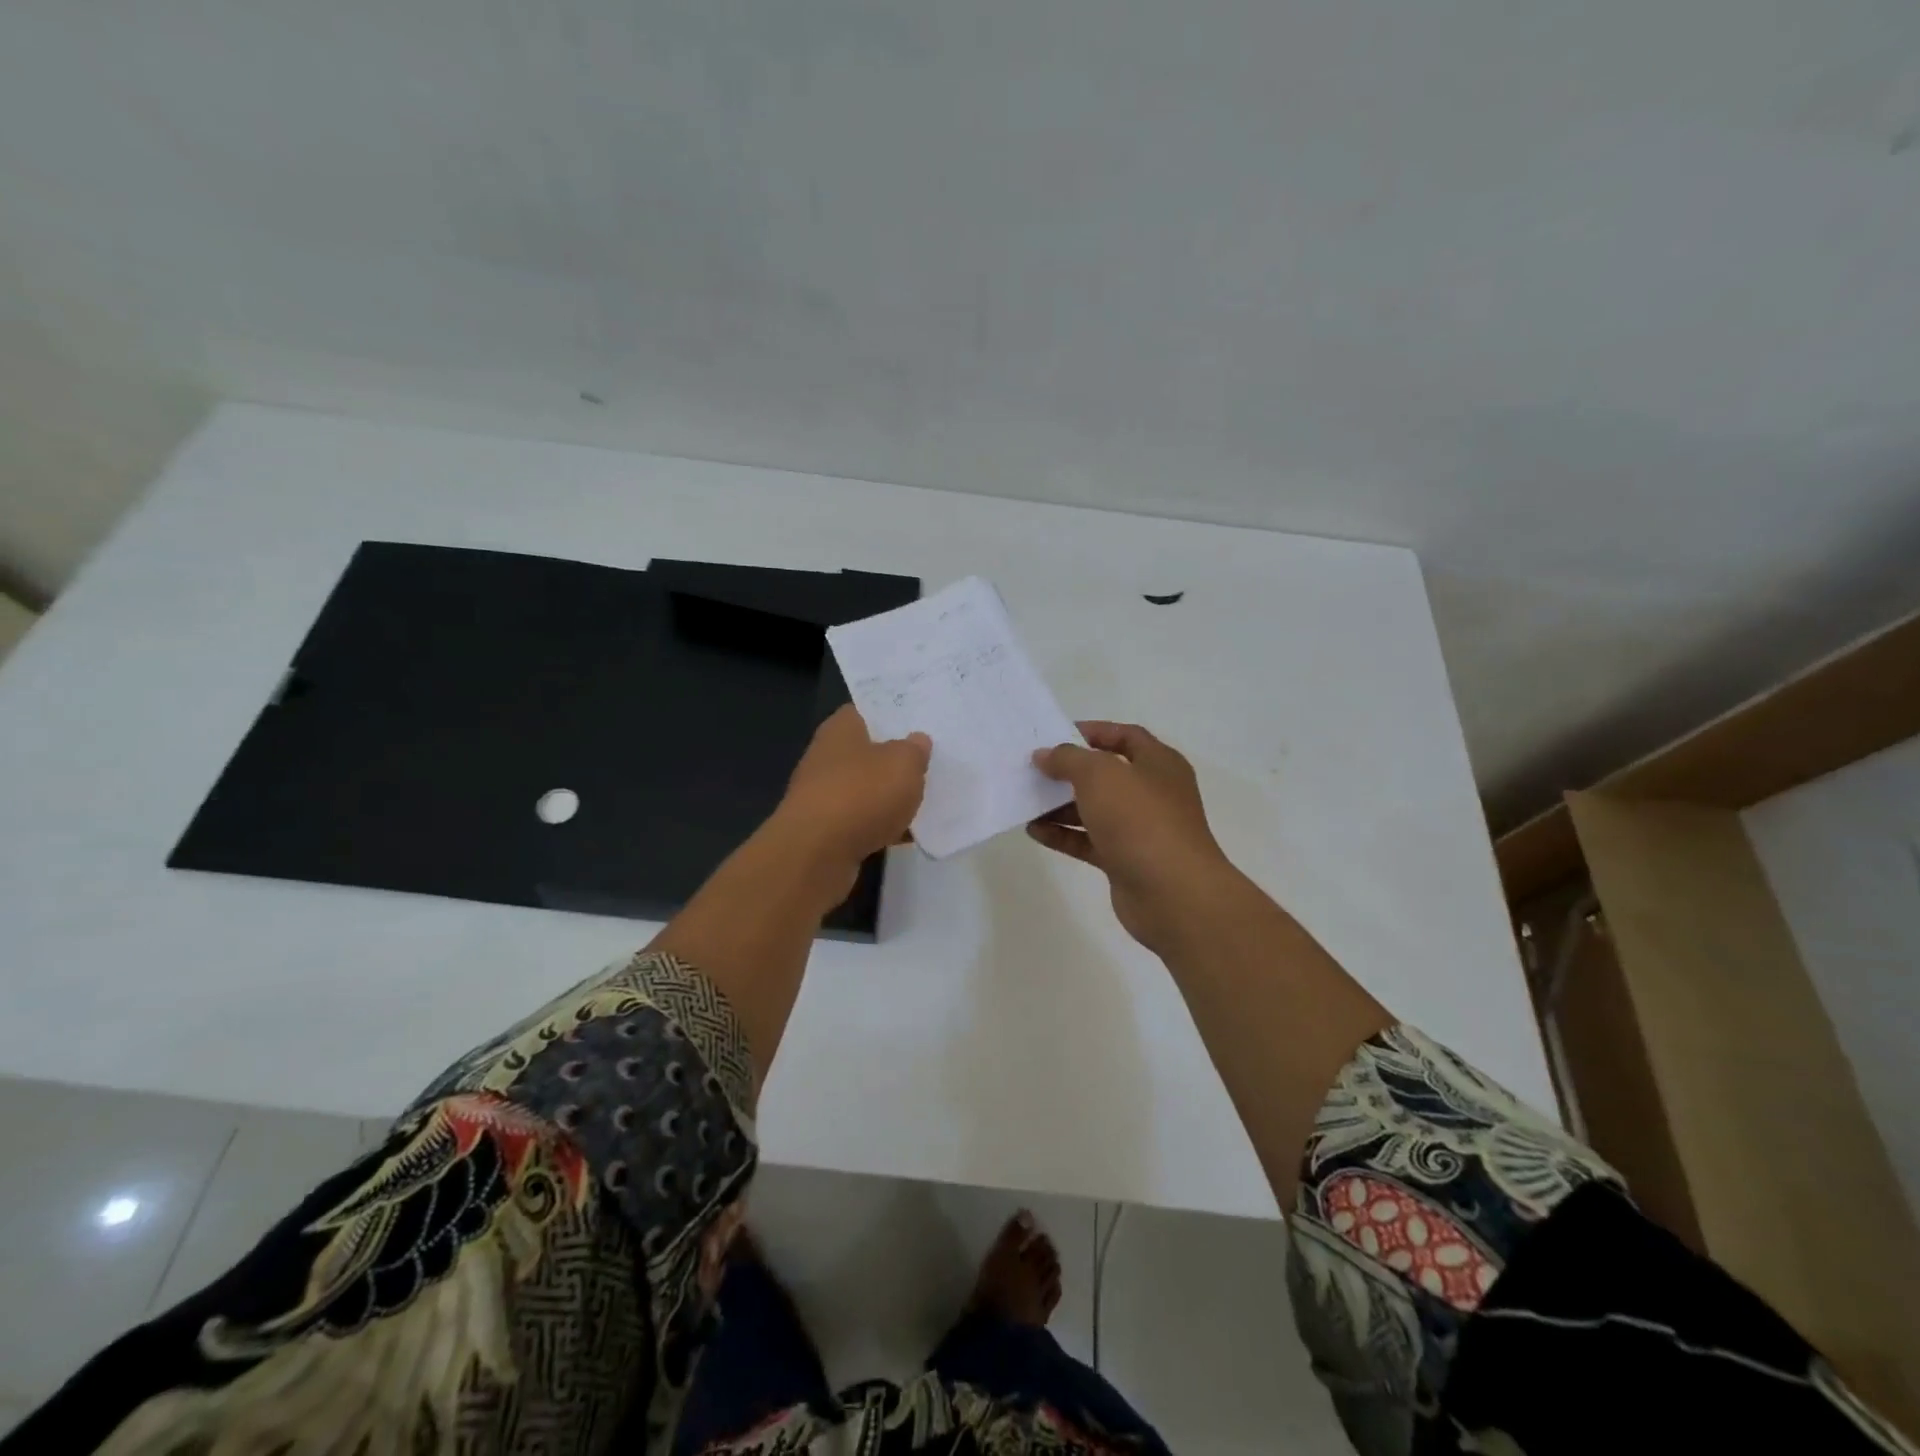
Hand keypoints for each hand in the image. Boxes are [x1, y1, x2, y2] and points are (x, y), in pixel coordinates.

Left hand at [774, 705, 930, 877]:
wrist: (816, 854)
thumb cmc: (861, 794)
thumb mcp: (904, 763)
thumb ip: (915, 750)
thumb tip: (917, 741)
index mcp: (841, 729)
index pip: (866, 711)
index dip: (892, 715)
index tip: (920, 722)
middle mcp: (826, 756)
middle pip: (867, 752)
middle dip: (894, 759)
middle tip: (930, 761)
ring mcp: (822, 794)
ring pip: (865, 788)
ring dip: (888, 796)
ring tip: (925, 800)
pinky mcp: (825, 829)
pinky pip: (860, 820)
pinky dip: (880, 825)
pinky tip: (906, 835)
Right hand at [1029, 721, 1235, 953]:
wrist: (1173, 894)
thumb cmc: (1140, 820)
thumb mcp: (1100, 775)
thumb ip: (1068, 759)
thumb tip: (1045, 755)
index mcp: (1159, 764)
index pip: (1126, 736)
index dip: (1093, 732)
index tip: (1055, 735)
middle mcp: (1152, 793)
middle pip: (1106, 775)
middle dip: (1070, 771)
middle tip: (1034, 769)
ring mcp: (1140, 830)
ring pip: (1095, 810)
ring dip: (1061, 805)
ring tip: (1026, 800)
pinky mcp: (1125, 861)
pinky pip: (1089, 841)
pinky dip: (1064, 835)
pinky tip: (1034, 831)